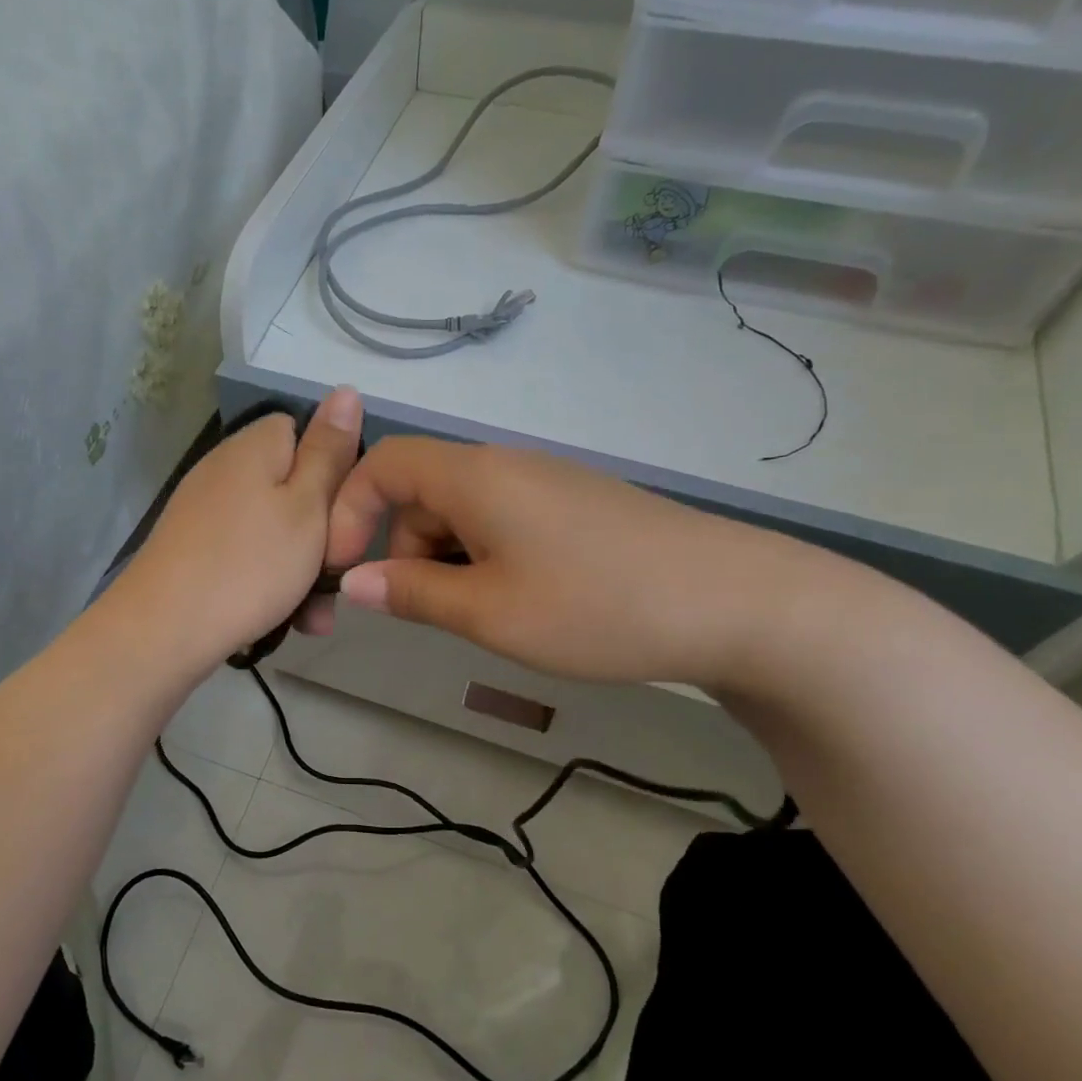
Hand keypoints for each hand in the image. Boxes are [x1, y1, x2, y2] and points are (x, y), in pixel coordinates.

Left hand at [114, 387, 362, 670]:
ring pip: (275, 532)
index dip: (333, 469)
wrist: (164, 630)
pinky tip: (285, 621)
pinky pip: (248, 556)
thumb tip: (345, 391)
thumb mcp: (308, 507)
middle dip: (323, 536)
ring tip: (314, 618)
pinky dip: (270, 583)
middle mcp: (225, 470)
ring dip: (302, 571)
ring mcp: (205, 512)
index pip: (303, 431)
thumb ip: (330, 453)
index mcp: (254, 447)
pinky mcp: (194, 550)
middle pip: (292, 489)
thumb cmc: (250, 565)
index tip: (348, 513)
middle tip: (338, 578)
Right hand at [322, 436, 831, 693]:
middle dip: (402, 548)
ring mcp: (548, 485)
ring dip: (446, 561)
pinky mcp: (578, 508)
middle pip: (422, 491)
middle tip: (422, 613)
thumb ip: (412, 593)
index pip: (384, 463)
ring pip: (464, 513)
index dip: (349, 511)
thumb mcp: (489, 612)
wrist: (737, 603)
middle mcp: (507, 466)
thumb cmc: (597, 607)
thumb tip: (352, 584)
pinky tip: (520, 604)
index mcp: (475, 477)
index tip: (344, 572)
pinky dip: (486, 560)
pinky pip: (505, 523)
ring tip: (480, 617)